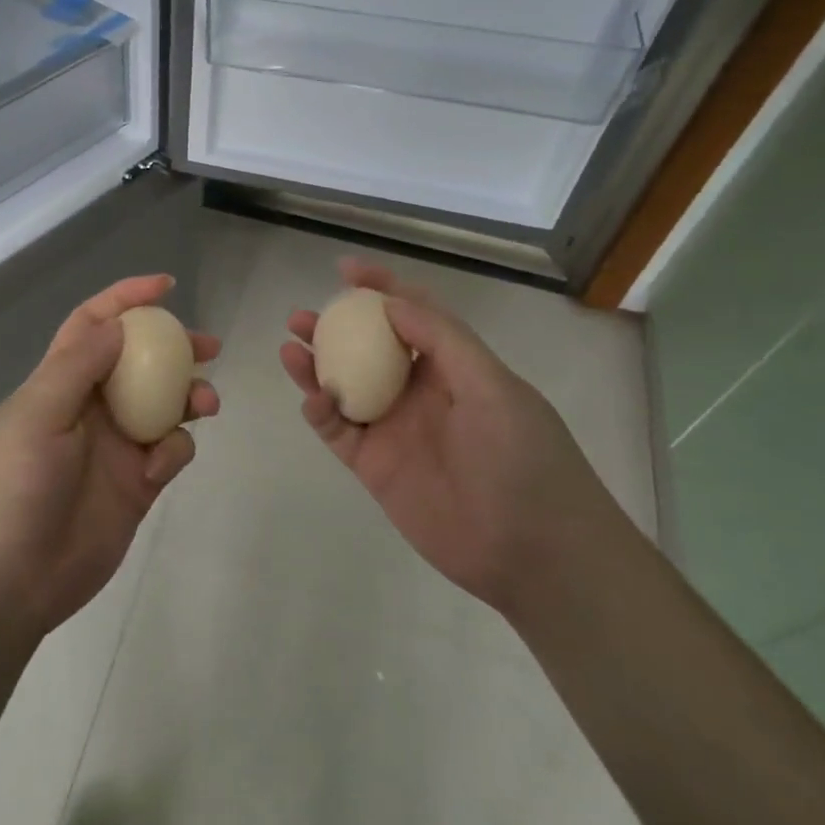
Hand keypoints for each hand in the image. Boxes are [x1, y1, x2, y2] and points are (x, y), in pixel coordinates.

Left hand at [0, 275, 220, 641]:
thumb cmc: (14, 485)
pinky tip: (158, 468)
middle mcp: (91, 406)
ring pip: (164, 404)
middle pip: (139, 361)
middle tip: (209, 346)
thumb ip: (78, 365)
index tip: (166, 286)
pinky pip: (169, 450)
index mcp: (59, 381)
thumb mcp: (38, 414)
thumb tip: (117, 323)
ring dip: (188, 397)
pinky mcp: (137, 483)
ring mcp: (116, 445)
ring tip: (205, 404)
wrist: (12, 577)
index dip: (125, 298)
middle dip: (173, 347)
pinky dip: (174, 450)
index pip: (93, 325)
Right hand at [280, 259, 609, 612]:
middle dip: (335, 328)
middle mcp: (419, 392)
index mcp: (454, 367)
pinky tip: (312, 398)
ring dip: (316, 366)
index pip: (412, 315)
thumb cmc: (524, 459)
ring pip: (344, 386)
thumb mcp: (493, 386)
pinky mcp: (374, 466)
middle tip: (301, 318)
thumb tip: (392, 302)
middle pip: (367, 349)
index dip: (380, 288)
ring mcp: (394, 429)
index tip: (346, 270)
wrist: (534, 554)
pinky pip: (338, 430)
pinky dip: (320, 411)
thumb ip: (443, 340)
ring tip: (290, 347)